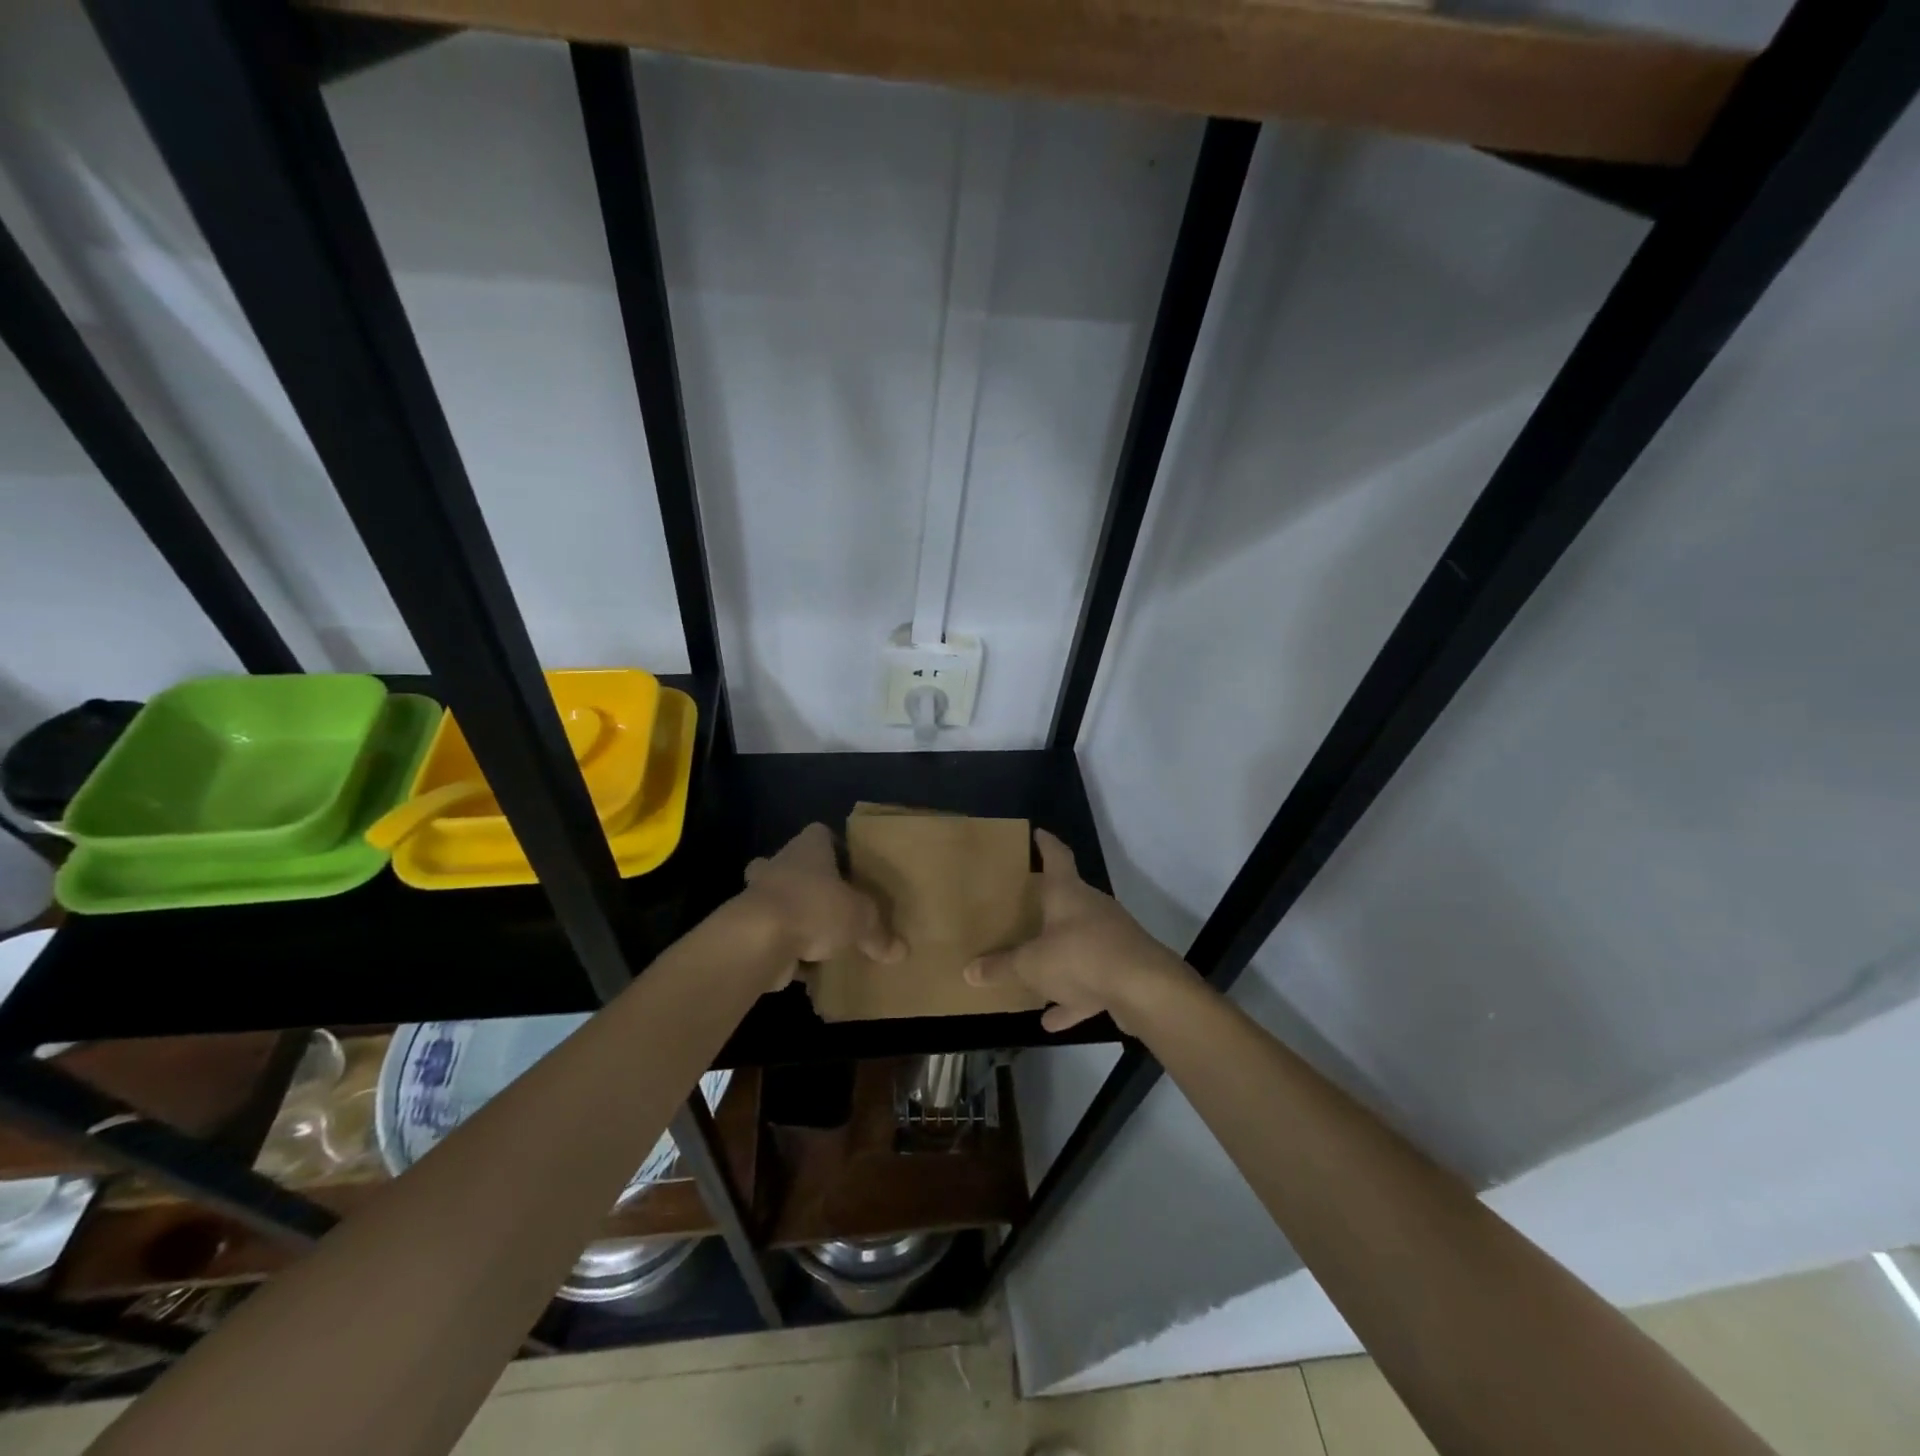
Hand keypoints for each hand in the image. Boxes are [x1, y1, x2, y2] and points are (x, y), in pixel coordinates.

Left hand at [738, 823, 905, 987]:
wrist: (758, 939)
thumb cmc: (814, 908)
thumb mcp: (860, 920)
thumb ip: (879, 934)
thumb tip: (902, 952)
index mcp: (809, 848)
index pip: (820, 834)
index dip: (835, 846)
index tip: (850, 866)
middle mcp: (780, 864)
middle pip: (793, 864)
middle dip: (807, 881)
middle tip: (831, 900)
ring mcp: (757, 895)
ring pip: (776, 898)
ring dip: (793, 914)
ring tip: (818, 936)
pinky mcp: (746, 927)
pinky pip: (769, 933)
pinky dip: (783, 946)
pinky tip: (803, 965)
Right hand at [964, 829, 1194, 1034]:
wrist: (1145, 990)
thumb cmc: (1081, 957)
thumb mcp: (1031, 964)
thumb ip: (1001, 967)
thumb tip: (968, 971)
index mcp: (1068, 894)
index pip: (1057, 857)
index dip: (1046, 844)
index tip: (1038, 834)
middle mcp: (1092, 909)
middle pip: (1068, 900)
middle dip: (1048, 905)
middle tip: (1023, 908)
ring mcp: (1111, 939)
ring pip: (1079, 943)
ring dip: (1059, 957)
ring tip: (1034, 970)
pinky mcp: (1122, 971)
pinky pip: (1090, 981)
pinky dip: (1072, 997)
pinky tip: (1052, 1020)